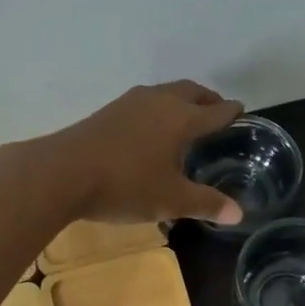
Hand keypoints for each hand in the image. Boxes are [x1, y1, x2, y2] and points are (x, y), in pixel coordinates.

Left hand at [34, 81, 244, 225]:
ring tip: (187, 117)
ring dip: (182, 100)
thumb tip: (239, 214)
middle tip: (217, 110)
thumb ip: (206, 204)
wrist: (62, 173)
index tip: (242, 111)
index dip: (231, 112)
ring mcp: (130, 103)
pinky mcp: (109, 111)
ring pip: (166, 93)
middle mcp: (159, 102)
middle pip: (191, 91)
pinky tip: (152, 128)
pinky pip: (145, 102)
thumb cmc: (126, 185)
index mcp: (181, 119)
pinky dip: (160, 108)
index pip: (215, 111)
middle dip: (208, 99)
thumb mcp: (171, 201)